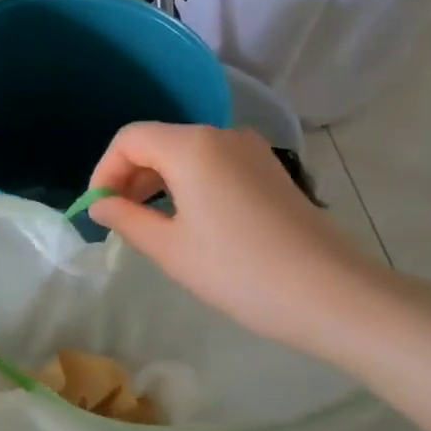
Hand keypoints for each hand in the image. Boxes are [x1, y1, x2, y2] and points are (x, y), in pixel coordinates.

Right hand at [87, 123, 384, 356]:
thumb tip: (99, 204)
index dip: (105, 170)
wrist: (333, 294)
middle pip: (159, 141)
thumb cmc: (240, 272)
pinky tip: (191, 221)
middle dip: (131, 175)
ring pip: (187, 153)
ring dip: (159, 181)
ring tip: (151, 224)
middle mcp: (221, 135)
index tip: (98, 208)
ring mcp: (251, 150)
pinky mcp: (271, 170)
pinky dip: (190, 183)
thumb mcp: (171, 249)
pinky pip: (215, 164)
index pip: (130, 139)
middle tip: (119, 219)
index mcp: (192, 146)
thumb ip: (126, 219)